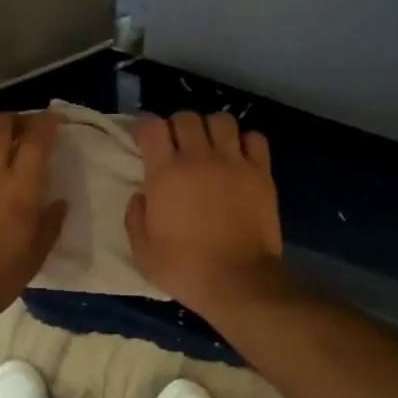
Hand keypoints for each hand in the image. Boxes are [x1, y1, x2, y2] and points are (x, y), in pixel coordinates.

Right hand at [126, 111, 283, 314]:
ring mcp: (234, 162)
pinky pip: (255, 138)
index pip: (152, 126)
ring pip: (222, 120)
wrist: (238, 280)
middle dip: (176, 126)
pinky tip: (238, 157)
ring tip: (209, 147)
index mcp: (166, 173)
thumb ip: (135, 217)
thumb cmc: (184, 269)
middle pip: (186, 117)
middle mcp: (199, 158)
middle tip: (176, 146)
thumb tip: (141, 196)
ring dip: (211, 129)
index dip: (145, 128)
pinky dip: (244, 141)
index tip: (145, 140)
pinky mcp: (261, 173)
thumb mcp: (143, 251)